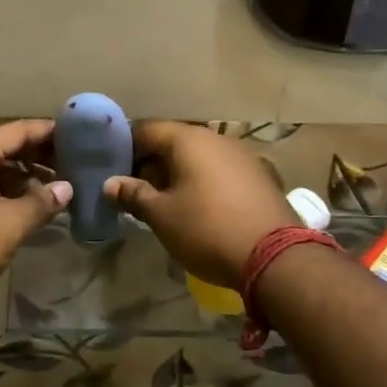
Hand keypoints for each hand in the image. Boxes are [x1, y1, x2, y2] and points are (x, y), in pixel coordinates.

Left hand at [0, 119, 71, 319]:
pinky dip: (5, 192)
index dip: (49, 131)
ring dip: (23, 176)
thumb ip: (41, 202)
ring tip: (56, 188)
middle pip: (5, 146)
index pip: (18, 129)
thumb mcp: (10, 224)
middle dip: (38, 155)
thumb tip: (67, 188)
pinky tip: (26, 208)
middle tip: (74, 164)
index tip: (80, 136)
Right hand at [104, 122, 297, 288]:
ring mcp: (241, 155)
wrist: (275, 257)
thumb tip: (111, 183)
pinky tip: (196, 206)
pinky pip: (219, 170)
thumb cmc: (208, 230)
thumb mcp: (162, 216)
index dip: (125, 147)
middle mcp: (216, 138)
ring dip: (177, 173)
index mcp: (188, 139)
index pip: (146, 130)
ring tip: (162, 201)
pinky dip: (201, 181)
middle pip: (173, 141)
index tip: (110, 168)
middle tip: (133, 190)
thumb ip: (134, 195)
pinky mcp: (259, 176)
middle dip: (150, 163)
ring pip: (198, 156)